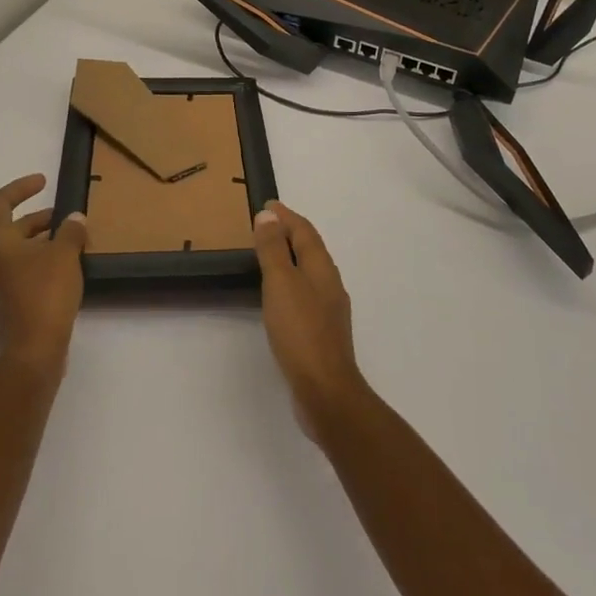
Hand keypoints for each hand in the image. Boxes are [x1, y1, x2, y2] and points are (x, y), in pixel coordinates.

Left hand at [0, 175, 86, 373]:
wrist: (32, 352)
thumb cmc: (45, 295)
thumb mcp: (64, 255)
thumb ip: (70, 232)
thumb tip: (74, 219)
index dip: (19, 188)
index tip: (43, 183)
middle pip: (10, 229)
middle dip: (39, 219)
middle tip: (67, 219)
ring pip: (17, 253)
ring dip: (42, 243)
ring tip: (72, 245)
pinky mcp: (7, 307)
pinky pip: (21, 274)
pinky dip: (40, 265)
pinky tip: (65, 273)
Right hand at [253, 203, 367, 436]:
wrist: (326, 391)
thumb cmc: (301, 332)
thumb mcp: (281, 283)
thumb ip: (274, 249)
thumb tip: (269, 215)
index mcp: (322, 268)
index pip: (305, 232)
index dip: (286, 216)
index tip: (268, 204)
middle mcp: (330, 284)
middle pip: (310, 249)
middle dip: (290, 234)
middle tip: (265, 225)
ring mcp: (329, 310)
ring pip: (309, 272)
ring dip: (291, 258)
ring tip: (269, 256)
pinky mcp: (322, 333)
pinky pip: (305, 295)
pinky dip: (291, 284)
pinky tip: (280, 297)